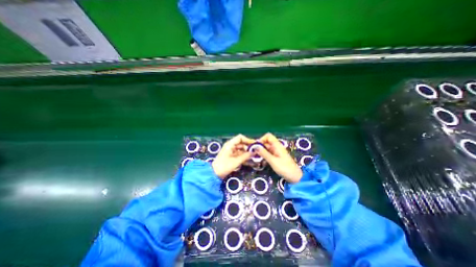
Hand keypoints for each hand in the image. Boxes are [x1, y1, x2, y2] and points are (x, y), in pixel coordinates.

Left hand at [213, 133, 256, 179]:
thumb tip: (255, 152)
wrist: (214, 174)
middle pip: (242, 143)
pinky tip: (249, 160)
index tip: (255, 144)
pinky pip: (239, 154)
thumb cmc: (224, 166)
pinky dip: (244, 156)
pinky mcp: (231, 156)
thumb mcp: (236, 161)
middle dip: (249, 147)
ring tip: (254, 156)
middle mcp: (231, 146)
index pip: (240, 138)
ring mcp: (231, 151)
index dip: (248, 140)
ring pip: (241, 149)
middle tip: (256, 152)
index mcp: (230, 144)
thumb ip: (246, 156)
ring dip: (247, 152)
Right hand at [257, 132, 300, 181]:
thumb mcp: (273, 161)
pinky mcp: (276, 157)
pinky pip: (268, 154)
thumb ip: (264, 153)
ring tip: (256, 158)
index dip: (261, 139)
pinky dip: (264, 156)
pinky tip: (261, 162)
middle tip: (253, 153)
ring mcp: (276, 152)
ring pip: (266, 148)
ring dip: (261, 152)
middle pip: (266, 142)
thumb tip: (255, 146)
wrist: (295, 177)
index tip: (256, 146)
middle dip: (259, 147)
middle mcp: (276, 147)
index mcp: (277, 145)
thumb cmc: (284, 168)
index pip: (268, 136)